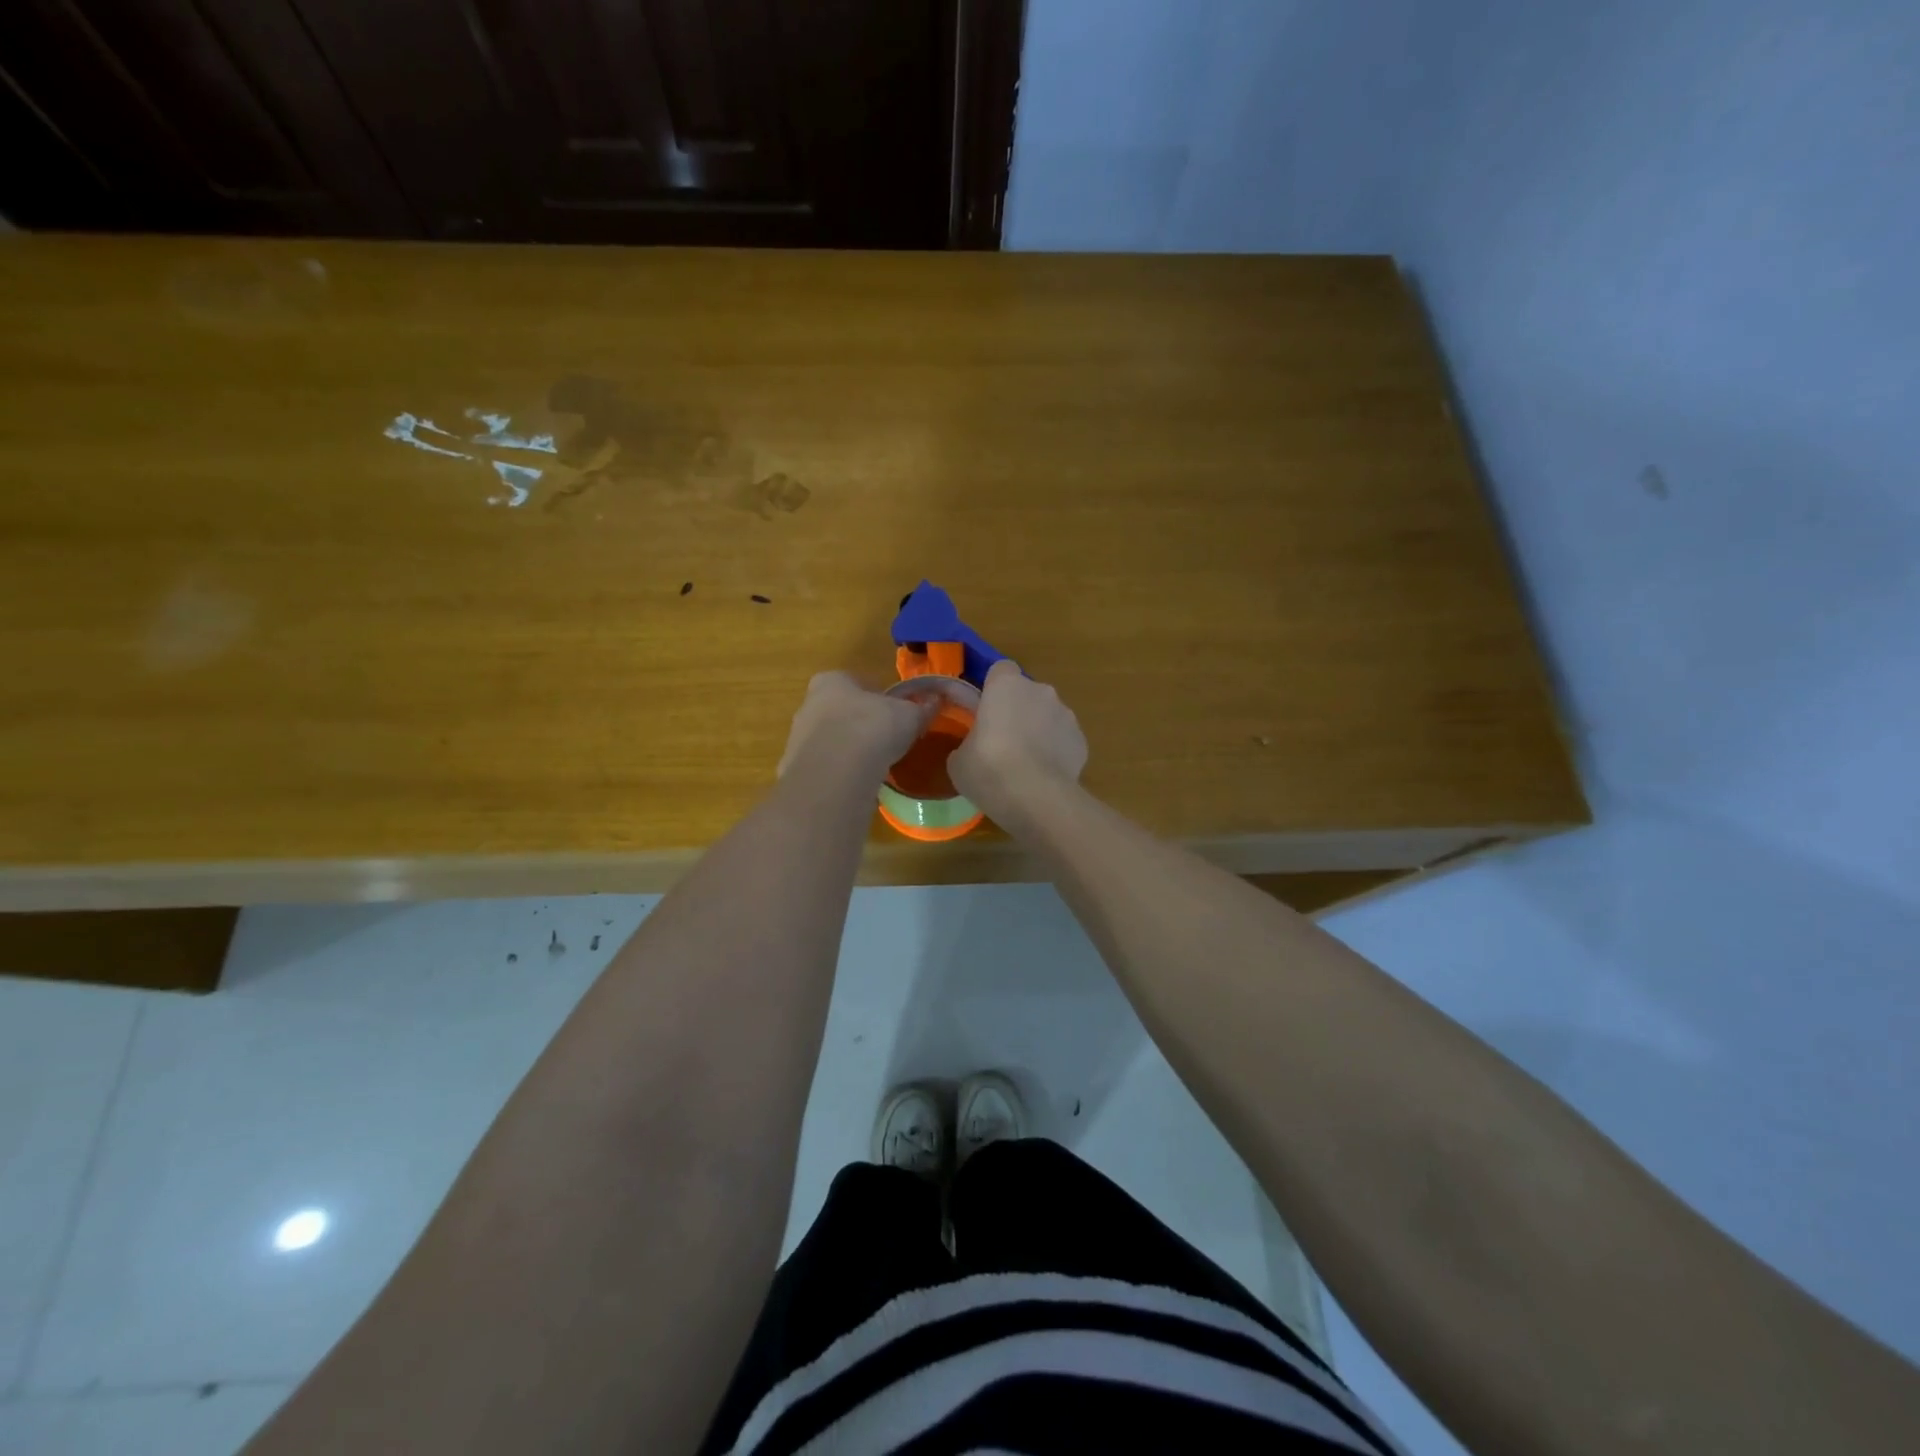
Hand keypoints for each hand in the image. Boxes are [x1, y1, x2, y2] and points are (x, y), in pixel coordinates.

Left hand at [778, 672, 930, 782]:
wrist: (836, 773)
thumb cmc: (873, 728)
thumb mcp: (909, 716)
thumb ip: (922, 708)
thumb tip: (935, 701)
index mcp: (831, 681)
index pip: (855, 682)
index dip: (876, 697)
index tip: (893, 713)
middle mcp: (808, 704)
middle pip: (838, 711)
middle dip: (859, 723)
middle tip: (884, 739)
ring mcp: (797, 739)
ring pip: (829, 740)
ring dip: (848, 750)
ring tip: (873, 765)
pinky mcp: (795, 770)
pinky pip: (824, 768)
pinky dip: (839, 773)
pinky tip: (856, 783)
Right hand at [949, 660, 1086, 823]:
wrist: (1037, 798)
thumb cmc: (989, 769)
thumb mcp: (959, 760)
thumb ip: (968, 743)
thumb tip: (974, 749)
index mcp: (1006, 685)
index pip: (1000, 670)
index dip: (992, 689)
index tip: (984, 711)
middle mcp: (1040, 691)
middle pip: (1026, 694)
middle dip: (1017, 712)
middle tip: (1001, 743)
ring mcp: (1066, 715)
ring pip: (1047, 716)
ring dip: (1038, 731)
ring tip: (1025, 765)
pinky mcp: (1082, 740)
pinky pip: (1063, 740)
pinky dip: (1055, 752)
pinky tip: (1043, 777)